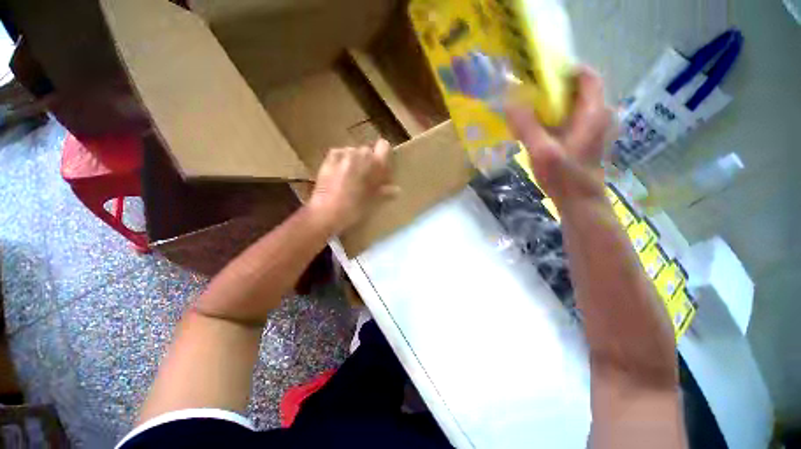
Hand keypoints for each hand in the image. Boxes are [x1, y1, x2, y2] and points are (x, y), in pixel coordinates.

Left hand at [307, 139, 398, 234]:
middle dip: (369, 161)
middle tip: (367, 178)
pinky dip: (342, 161)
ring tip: (352, 177)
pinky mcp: (328, 159)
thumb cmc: (355, 209)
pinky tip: (340, 173)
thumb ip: (385, 192)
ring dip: (355, 161)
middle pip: (368, 150)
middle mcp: (359, 154)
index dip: (384, 155)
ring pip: (353, 152)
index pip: (384, 146)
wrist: (326, 213)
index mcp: (374, 164)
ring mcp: (342, 155)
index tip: (382, 168)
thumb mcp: (374, 202)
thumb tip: (397, 190)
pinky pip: (340, 154)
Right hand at [506, 67, 612, 203]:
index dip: (565, 71)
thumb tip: (509, 102)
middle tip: (529, 93)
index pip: (587, 77)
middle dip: (554, 89)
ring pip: (574, 106)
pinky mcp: (585, 140)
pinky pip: (571, 120)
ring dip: (553, 104)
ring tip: (530, 109)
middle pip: (578, 90)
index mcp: (594, 112)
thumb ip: (526, 126)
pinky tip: (538, 128)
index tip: (540, 75)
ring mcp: (594, 129)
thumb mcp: (542, 151)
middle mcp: (599, 116)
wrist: (579, 202)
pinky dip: (555, 118)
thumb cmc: (564, 177)